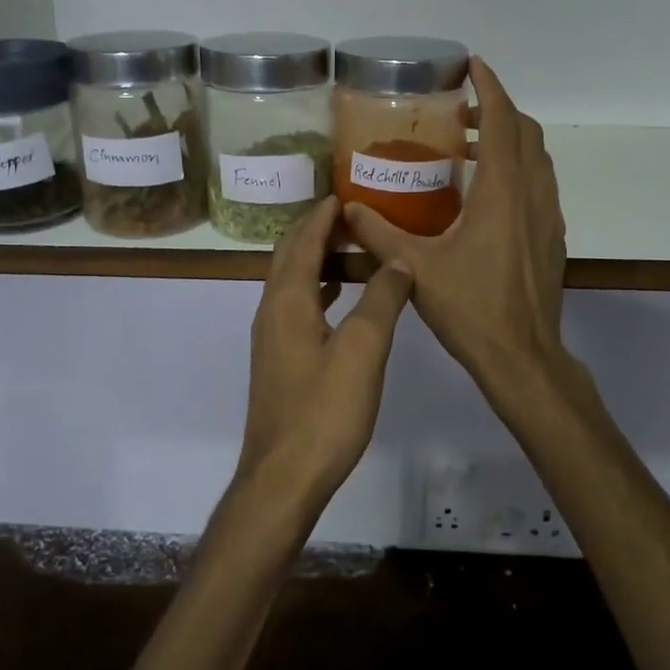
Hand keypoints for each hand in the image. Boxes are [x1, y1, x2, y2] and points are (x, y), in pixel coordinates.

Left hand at [238, 196, 414, 517]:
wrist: (284, 477)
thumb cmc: (324, 411)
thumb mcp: (363, 350)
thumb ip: (381, 299)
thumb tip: (398, 261)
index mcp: (287, 300)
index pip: (302, 240)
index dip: (322, 215)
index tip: (345, 193)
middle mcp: (272, 311)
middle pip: (289, 256)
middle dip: (316, 230)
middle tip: (352, 214)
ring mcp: (272, 338)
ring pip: (292, 282)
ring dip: (317, 259)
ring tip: (352, 248)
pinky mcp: (279, 361)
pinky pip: (297, 307)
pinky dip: (318, 289)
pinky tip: (341, 299)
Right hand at [343, 58, 568, 408]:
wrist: (523, 355)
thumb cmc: (471, 308)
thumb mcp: (416, 268)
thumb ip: (378, 234)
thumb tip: (346, 209)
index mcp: (501, 193)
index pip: (502, 121)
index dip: (490, 87)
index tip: (473, 64)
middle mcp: (532, 195)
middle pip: (525, 133)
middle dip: (497, 110)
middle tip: (459, 111)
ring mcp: (548, 216)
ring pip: (536, 159)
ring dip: (508, 140)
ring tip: (468, 146)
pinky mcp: (552, 236)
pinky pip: (539, 184)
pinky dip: (517, 168)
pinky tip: (485, 193)